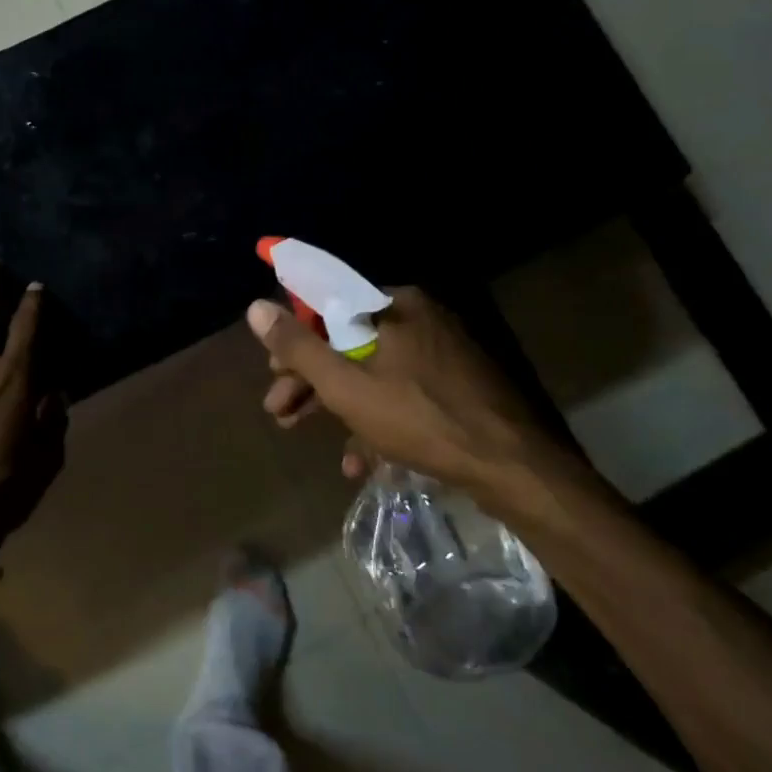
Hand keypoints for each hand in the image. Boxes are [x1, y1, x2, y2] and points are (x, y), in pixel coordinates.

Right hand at [247, 287, 597, 503]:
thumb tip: (255, 307)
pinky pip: (404, 391)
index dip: (294, 341)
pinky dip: (378, 417)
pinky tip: (362, 458)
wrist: (516, 467)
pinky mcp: (460, 381)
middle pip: (348, 341)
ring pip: (374, 370)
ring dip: (339, 404)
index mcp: (394, 304)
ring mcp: (444, 350)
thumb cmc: (421, 419)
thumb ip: (299, 347)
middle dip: (311, 380)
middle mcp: (420, 316)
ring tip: (312, 437)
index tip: (275, 373)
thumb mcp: (347, 386)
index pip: (327, 308)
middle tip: (282, 413)